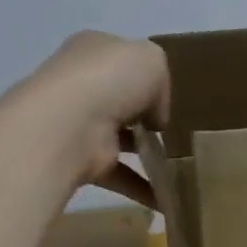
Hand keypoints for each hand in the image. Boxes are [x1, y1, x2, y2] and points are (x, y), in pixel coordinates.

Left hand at [11, 31, 170, 204]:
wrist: (70, 124)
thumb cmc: (111, 79)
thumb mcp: (153, 61)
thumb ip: (160, 84)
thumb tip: (154, 116)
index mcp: (93, 49)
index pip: (122, 59)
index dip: (146, 75)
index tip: (167, 95)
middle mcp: (80, 83)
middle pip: (118, 97)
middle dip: (143, 114)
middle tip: (172, 128)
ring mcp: (77, 123)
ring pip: (118, 136)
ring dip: (145, 151)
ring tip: (177, 163)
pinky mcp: (80, 159)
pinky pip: (118, 173)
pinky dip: (140, 186)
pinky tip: (165, 196)